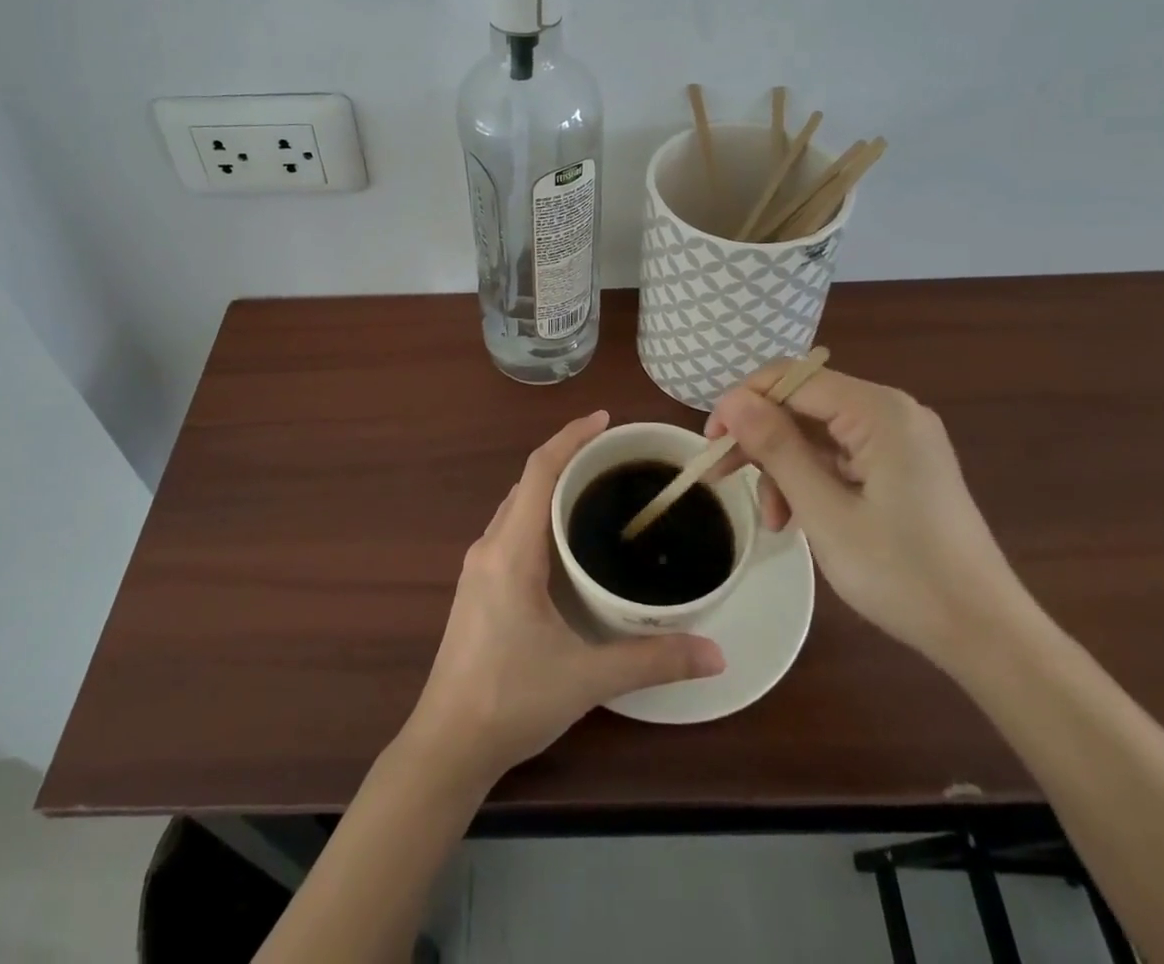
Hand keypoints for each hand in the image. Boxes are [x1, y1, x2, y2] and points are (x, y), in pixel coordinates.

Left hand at [403, 411, 724, 788]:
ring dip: (551, 487)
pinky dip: (539, 514)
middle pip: (528, 482)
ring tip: (596, 487)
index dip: (570, 437)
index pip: (539, 471)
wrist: (447, 744)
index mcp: (511, 550)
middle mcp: (490, 546)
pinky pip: (512, 529)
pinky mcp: (478, 587)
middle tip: (614, 454)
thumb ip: (652, 659)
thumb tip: (716, 651)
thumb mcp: (587, 678)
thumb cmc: (511, 699)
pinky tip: (566, 538)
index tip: (605, 419)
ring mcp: (479, 566)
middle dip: (567, 457)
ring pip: (517, 506)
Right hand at [707, 365, 1028, 672]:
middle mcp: (891, 412)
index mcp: (878, 410)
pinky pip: (840, 456)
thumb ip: (776, 448)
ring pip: (816, 433)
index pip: (791, 379)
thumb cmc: (903, 573)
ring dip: (784, 468)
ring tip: (772, 519)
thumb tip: (733, 400)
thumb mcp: (825, 512)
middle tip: (720, 476)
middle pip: (803, 404)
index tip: (710, 442)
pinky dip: (812, 480)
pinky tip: (798, 519)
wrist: (986, 635)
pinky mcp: (902, 466)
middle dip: (760, 440)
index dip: (743, 403)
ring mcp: (899, 440)